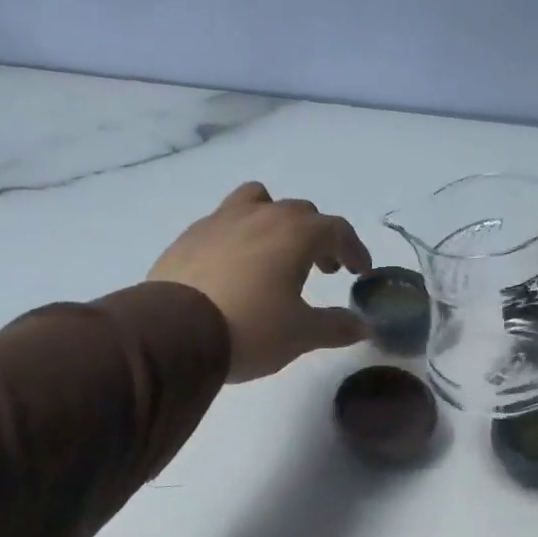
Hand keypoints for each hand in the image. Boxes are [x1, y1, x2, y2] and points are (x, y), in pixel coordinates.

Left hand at [150, 182, 372, 381]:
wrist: (174, 333)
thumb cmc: (251, 328)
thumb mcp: (301, 334)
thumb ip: (336, 327)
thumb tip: (362, 326)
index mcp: (295, 233)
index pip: (337, 230)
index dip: (354, 249)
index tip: (359, 271)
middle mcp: (260, 215)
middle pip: (300, 213)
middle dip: (318, 238)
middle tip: (323, 268)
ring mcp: (220, 220)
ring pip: (257, 202)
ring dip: (276, 222)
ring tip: (276, 252)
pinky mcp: (190, 236)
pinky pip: (224, 223)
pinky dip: (240, 237)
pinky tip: (235, 268)